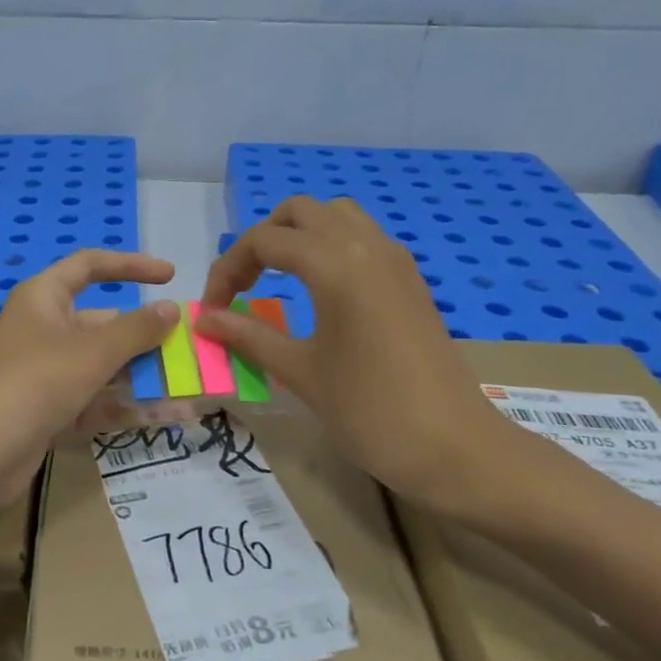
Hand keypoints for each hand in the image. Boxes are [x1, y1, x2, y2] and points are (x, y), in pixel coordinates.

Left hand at [0, 250, 179, 508]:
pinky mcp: (50, 412)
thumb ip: (136, 330)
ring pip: (105, 368)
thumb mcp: (90, 352)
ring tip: (196, 391)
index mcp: (44, 298)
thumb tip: (171, 309)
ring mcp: (47, 374)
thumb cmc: (32, 383)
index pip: (90, 267)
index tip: (171, 276)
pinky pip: (97, 401)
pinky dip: (128, 407)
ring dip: (146, 379)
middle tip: (193, 352)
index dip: (130, 266)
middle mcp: (45, 330)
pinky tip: (170, 417)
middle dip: (148, 339)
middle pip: (105, 325)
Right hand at [194, 196, 520, 510]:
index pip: (264, 241)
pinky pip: (362, 238)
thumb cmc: (370, 411)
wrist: (456, 448)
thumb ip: (249, 337)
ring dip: (299, 235)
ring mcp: (395, 260)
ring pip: (336, 216)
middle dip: (262, 240)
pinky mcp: (410, 280)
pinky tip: (320, 291)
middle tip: (243, 286)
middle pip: (300, 212)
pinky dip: (330, 246)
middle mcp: (366, 246)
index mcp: (335, 264)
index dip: (228, 269)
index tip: (213, 310)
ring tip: (277, 279)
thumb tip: (204, 320)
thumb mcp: (300, 372)